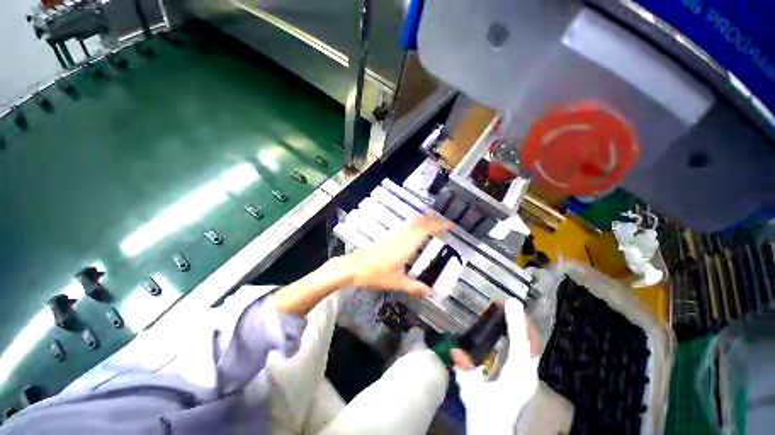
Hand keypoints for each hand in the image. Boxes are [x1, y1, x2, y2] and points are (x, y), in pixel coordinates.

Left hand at [338, 214, 449, 296]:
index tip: (449, 225)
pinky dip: (414, 224)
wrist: (353, 267)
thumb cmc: (375, 274)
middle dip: (432, 218)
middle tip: (442, 222)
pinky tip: (414, 232)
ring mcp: (393, 234)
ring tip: (432, 224)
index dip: (438, 224)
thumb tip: (430, 292)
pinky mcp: (387, 236)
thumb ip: (415, 287)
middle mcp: (400, 236)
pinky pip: (404, 225)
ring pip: (411, 221)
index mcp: (406, 245)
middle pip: (419, 220)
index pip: (425, 229)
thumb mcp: (397, 282)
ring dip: (423, 220)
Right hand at [451, 299, 539, 434]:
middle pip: (531, 340)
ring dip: (521, 326)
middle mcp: (528, 374)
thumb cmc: (483, 412)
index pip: (520, 345)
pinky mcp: (526, 375)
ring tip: (507, 311)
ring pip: (532, 344)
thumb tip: (455, 350)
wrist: (494, 429)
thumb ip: (465, 372)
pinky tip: (510, 329)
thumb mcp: (471, 393)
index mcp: (516, 377)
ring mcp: (530, 375)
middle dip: (520, 320)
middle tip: (505, 304)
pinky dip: (521, 334)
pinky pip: (528, 348)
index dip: (516, 322)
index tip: (510, 303)